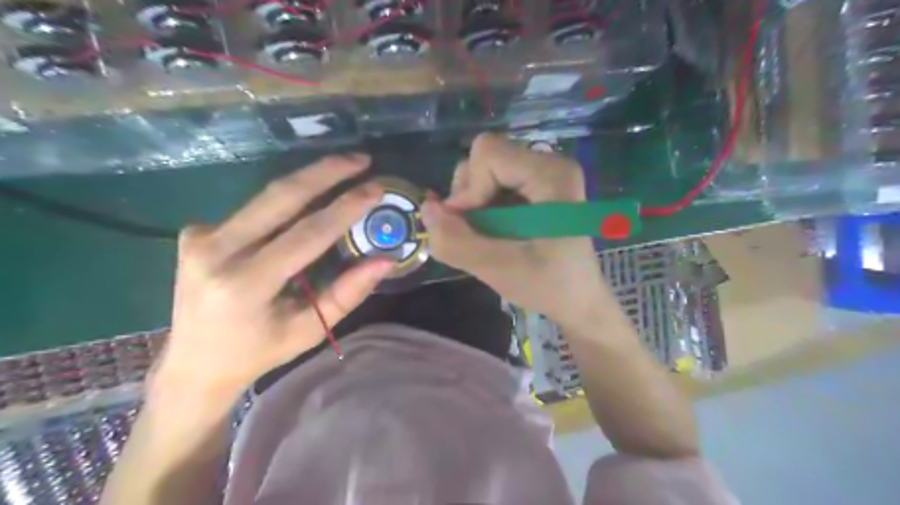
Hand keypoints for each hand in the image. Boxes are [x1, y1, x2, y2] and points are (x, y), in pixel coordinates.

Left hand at [154, 154, 393, 401]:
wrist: (194, 364)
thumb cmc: (258, 352)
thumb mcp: (309, 330)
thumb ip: (347, 293)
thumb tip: (384, 260)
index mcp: (245, 285)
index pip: (306, 234)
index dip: (345, 208)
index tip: (375, 188)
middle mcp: (216, 252)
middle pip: (280, 197)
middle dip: (325, 173)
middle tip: (360, 159)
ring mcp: (198, 237)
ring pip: (265, 197)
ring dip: (308, 179)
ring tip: (343, 168)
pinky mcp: (194, 232)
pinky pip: (251, 210)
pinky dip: (284, 203)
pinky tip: (304, 205)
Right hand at [422, 132, 612, 325]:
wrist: (578, 300)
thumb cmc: (549, 286)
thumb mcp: (500, 270)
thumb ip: (457, 241)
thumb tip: (425, 208)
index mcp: (551, 175)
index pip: (487, 153)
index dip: (469, 189)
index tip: (472, 225)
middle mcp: (549, 163)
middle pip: (484, 157)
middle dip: (469, 195)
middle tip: (479, 232)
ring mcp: (542, 173)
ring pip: (484, 169)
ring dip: (473, 203)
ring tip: (488, 235)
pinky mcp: (535, 186)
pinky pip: (492, 183)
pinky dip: (482, 207)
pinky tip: (495, 232)